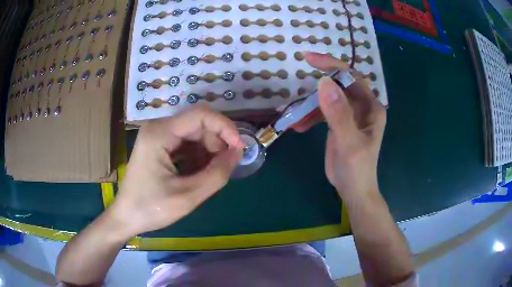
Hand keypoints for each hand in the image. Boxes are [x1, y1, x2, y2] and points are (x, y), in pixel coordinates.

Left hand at [109, 105, 243, 237]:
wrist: (126, 217)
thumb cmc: (152, 209)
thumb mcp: (188, 196)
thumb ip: (217, 174)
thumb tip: (238, 153)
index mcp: (160, 133)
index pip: (201, 115)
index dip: (225, 127)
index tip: (239, 148)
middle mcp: (158, 128)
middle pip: (198, 124)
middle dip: (217, 143)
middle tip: (226, 167)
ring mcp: (158, 136)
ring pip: (194, 134)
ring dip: (208, 151)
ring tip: (211, 174)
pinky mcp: (159, 146)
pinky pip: (186, 144)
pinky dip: (198, 156)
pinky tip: (199, 173)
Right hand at [294, 52, 386, 198]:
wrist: (353, 190)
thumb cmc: (356, 169)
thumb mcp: (348, 142)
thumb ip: (338, 114)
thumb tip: (324, 83)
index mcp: (370, 107)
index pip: (351, 77)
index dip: (332, 65)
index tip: (308, 58)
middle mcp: (362, 107)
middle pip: (340, 84)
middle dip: (320, 80)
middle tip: (300, 73)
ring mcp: (351, 114)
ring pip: (330, 97)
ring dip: (311, 103)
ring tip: (295, 113)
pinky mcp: (340, 123)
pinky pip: (324, 111)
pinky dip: (310, 115)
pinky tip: (299, 125)